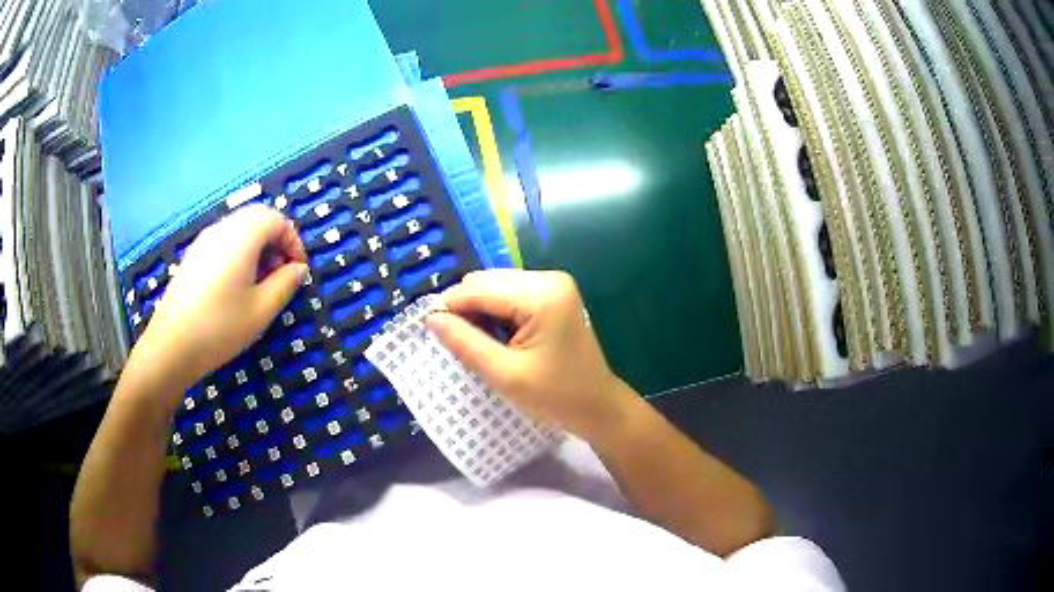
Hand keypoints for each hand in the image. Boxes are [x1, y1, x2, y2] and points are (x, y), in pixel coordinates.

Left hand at [135, 205, 308, 387]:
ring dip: (257, 245)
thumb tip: (298, 268)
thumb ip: (285, 284)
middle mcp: (223, 228)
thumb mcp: (262, 310)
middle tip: (281, 273)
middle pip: (257, 217)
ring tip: (259, 281)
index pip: (277, 220)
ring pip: (239, 228)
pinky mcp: (193, 256)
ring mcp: (204, 240)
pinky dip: (238, 251)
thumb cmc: (220, 327)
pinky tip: (235, 285)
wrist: (171, 346)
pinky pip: (223, 241)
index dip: (293, 241)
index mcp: (242, 236)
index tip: (298, 271)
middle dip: (276, 240)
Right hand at [425, 270, 631, 439]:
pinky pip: (509, 294)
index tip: (426, 330)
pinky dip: (494, 312)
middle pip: (486, 282)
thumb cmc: (556, 396)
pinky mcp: (552, 295)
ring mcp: (552, 284)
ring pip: (495, 287)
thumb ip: (465, 343)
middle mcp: (548, 278)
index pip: (479, 289)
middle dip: (464, 308)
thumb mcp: (505, 374)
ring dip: (478, 311)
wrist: (598, 406)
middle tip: (454, 343)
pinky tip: (494, 337)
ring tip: (475, 343)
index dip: (448, 307)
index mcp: (541, 294)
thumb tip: (430, 318)